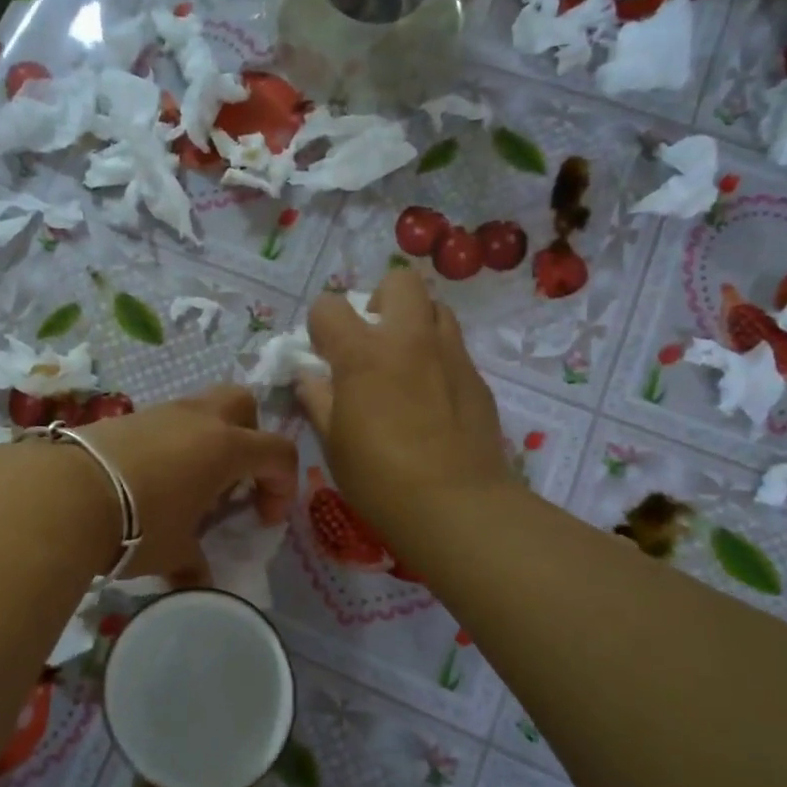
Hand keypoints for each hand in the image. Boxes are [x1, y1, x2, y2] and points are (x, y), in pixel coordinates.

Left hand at [83, 384, 298, 584]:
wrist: (64, 493)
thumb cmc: (138, 523)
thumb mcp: (174, 552)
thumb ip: (195, 565)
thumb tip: (198, 583)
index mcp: (225, 447)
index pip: (278, 452)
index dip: (283, 485)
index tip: (263, 518)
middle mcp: (198, 419)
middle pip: (244, 404)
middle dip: (251, 436)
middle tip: (235, 478)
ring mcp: (161, 412)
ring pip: (202, 408)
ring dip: (208, 439)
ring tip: (189, 482)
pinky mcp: (127, 416)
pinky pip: (166, 421)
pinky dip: (173, 443)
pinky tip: (151, 479)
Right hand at [296, 269, 509, 546]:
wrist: (456, 505)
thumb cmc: (379, 477)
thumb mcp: (332, 441)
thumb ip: (317, 399)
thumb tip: (309, 377)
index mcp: (363, 352)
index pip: (330, 306)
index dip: (320, 325)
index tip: (323, 354)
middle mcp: (409, 338)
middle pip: (398, 282)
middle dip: (379, 301)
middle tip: (372, 342)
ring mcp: (449, 354)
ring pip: (435, 307)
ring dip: (414, 323)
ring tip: (404, 363)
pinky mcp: (477, 376)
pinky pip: (453, 346)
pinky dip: (436, 357)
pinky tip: (431, 397)